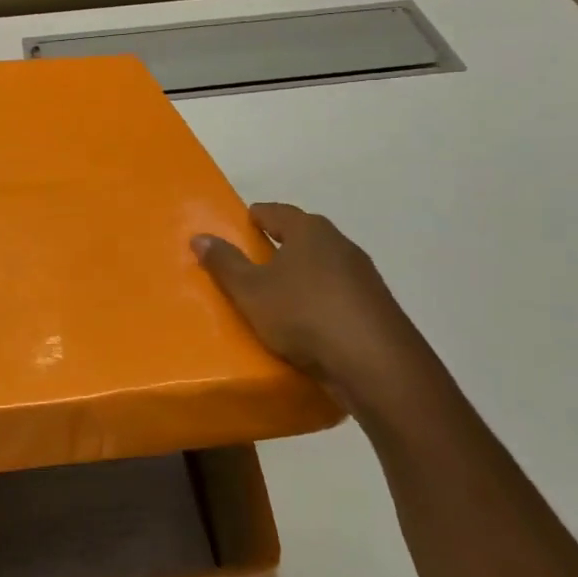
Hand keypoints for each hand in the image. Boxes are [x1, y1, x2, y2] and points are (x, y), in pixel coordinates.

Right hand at [193, 202, 440, 421]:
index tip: (240, 227)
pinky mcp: (377, 307)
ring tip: (279, 297)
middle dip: (280, 246)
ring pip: (324, 266)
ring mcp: (364, 276)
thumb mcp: (250, 291)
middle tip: (254, 263)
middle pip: (303, 236)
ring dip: (303, 276)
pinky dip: (322, 301)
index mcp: (309, 230)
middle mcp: (340, 244)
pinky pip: (339, 295)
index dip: (255, 217)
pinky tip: (310, 324)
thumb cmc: (304, 314)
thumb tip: (199, 236)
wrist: (376, 364)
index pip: (275, 212)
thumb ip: (224, 263)